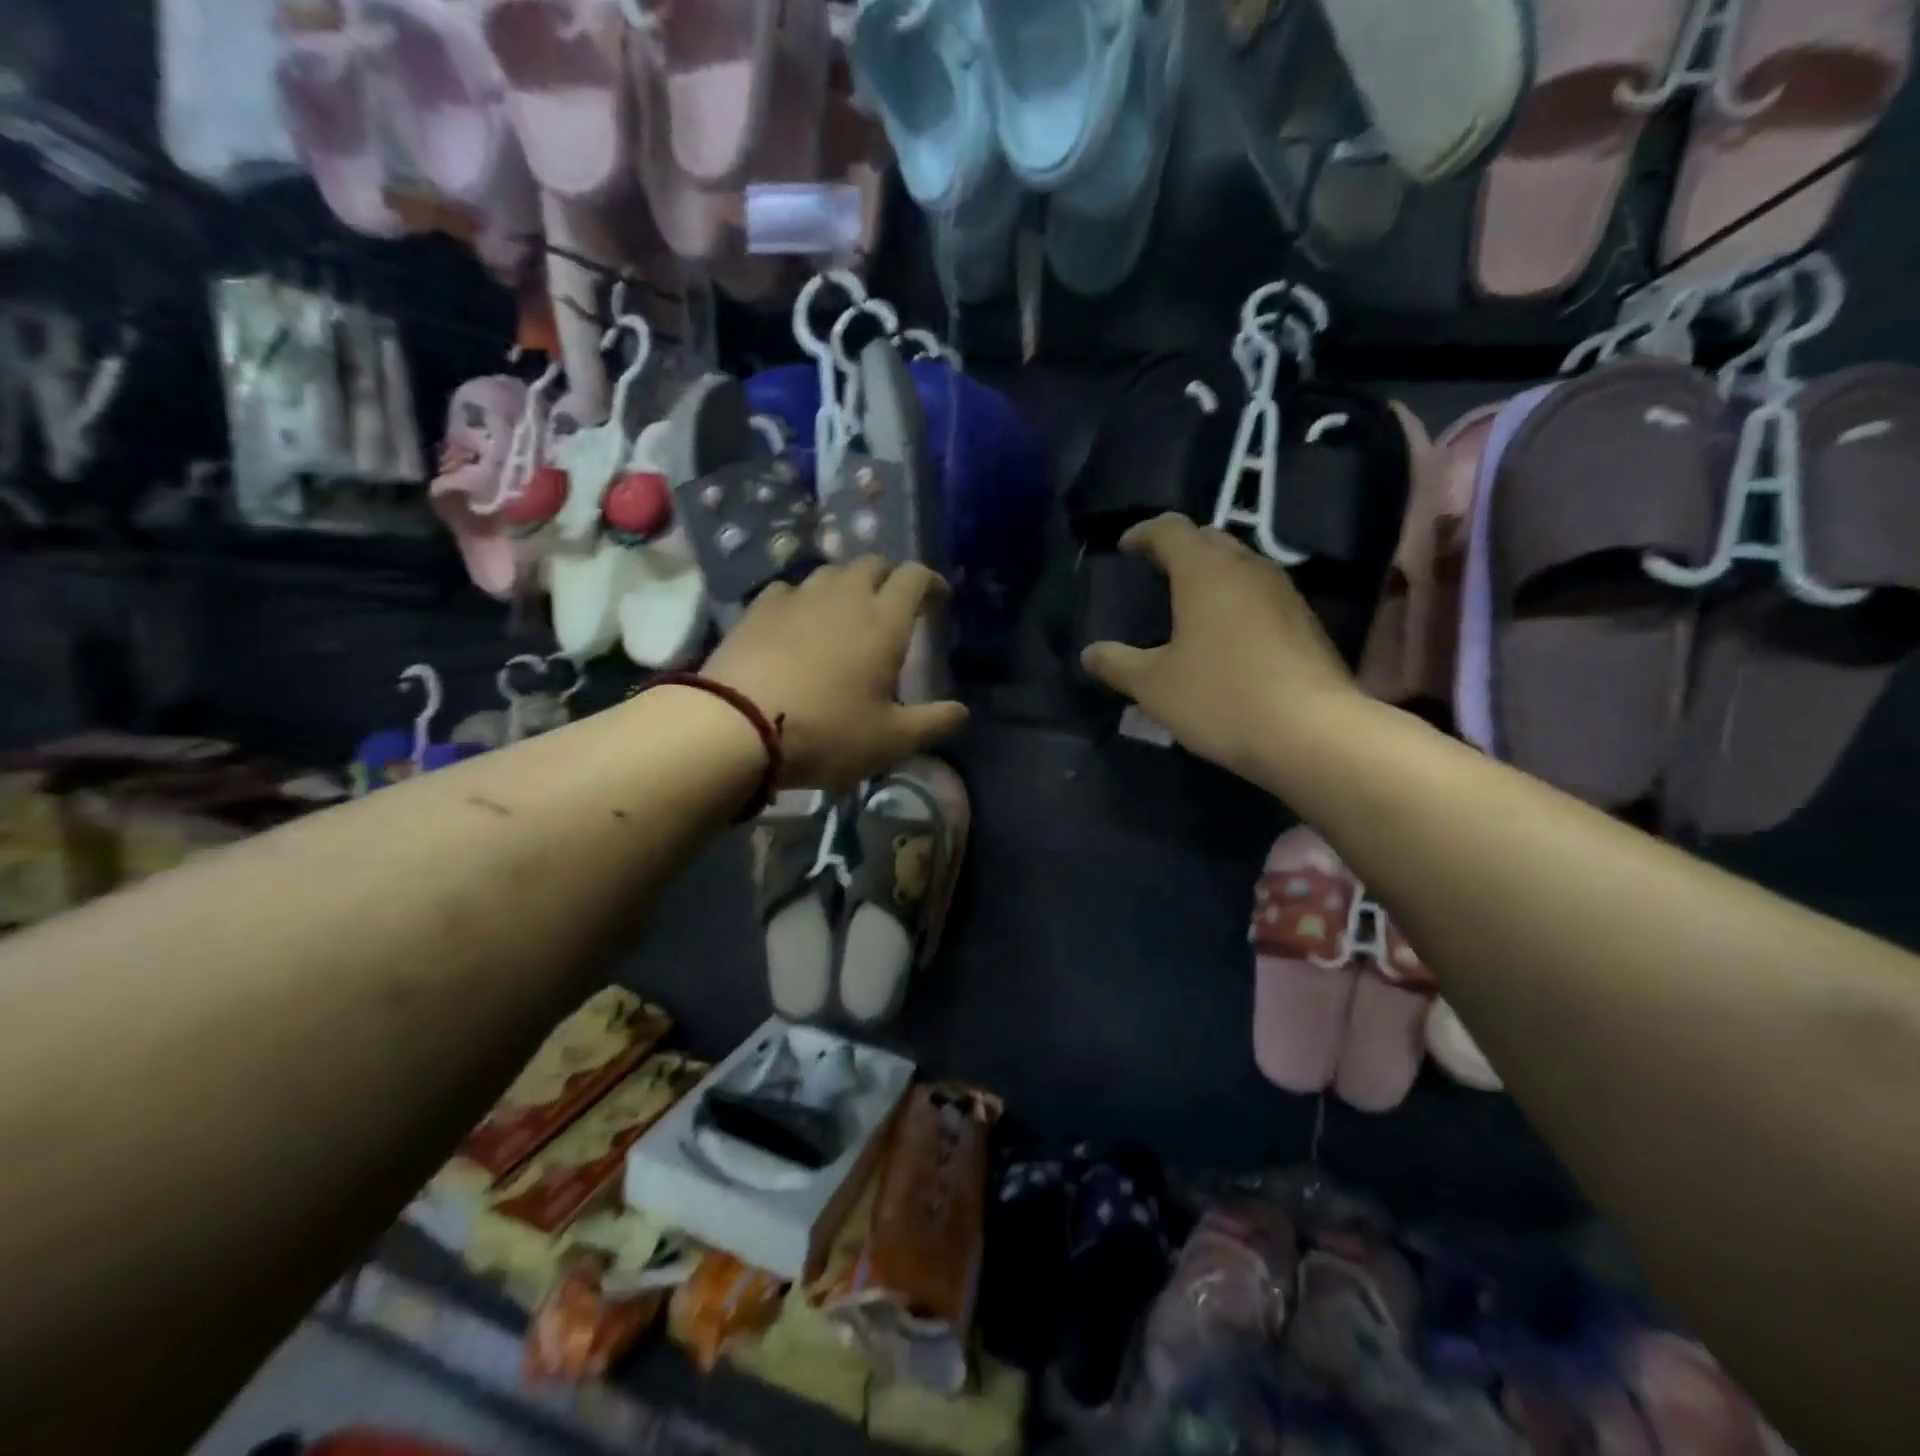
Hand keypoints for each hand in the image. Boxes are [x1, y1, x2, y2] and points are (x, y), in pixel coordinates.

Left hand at [704, 558, 968, 790]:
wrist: (737, 725)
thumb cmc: (826, 732)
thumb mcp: (891, 740)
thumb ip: (934, 723)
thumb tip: (962, 712)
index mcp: (884, 620)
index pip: (915, 576)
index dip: (931, 582)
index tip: (938, 600)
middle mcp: (844, 595)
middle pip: (873, 564)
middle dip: (889, 578)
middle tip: (893, 606)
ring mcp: (797, 597)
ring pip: (830, 573)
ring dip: (847, 585)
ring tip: (847, 613)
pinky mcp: (759, 608)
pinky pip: (790, 589)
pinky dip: (804, 599)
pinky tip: (799, 621)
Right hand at [1080, 515, 1363, 779]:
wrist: (1311, 732)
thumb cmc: (1220, 697)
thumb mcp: (1154, 686)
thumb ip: (1118, 664)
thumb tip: (1090, 654)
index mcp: (1205, 571)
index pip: (1171, 529)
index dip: (1143, 533)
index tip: (1125, 548)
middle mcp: (1248, 569)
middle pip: (1210, 539)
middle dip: (1180, 548)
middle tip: (1155, 571)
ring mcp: (1284, 593)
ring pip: (1241, 566)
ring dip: (1212, 574)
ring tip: (1188, 602)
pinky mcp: (1306, 622)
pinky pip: (1261, 595)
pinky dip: (1236, 600)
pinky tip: (1225, 635)